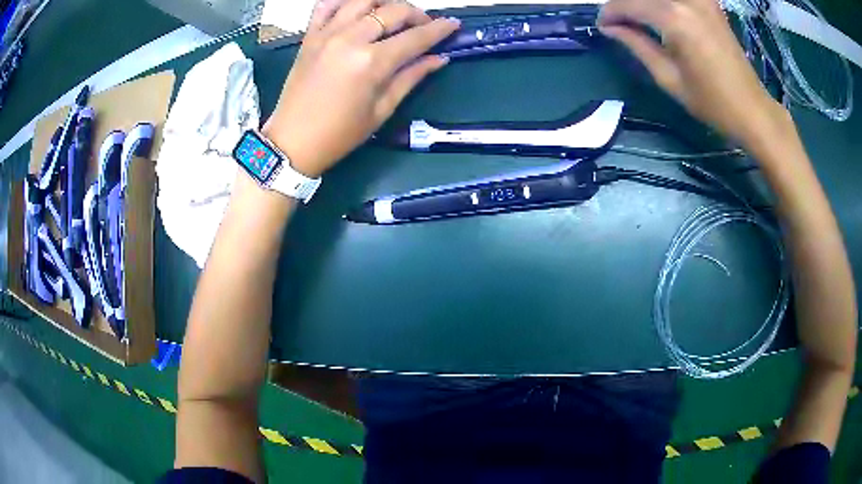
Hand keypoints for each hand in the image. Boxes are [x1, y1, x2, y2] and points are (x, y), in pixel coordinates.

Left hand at [262, 0, 459, 177]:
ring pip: (363, 0)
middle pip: (393, 10)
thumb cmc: (340, 134)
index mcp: (372, 62)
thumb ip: (411, 77)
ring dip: (385, 3)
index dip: (439, 29)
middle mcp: (350, 38)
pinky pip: (327, 5)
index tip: (453, 24)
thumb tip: (438, 58)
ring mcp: (327, 33)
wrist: (292, 141)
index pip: (415, 37)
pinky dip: (346, 2)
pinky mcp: (309, 36)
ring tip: (393, 16)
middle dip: (416, 14)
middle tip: (423, 26)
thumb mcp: (381, 110)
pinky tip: (358, 9)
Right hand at [597, 0, 789, 146]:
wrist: (751, 108)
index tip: (603, 26)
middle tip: (618, 23)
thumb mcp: (668, 78)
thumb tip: (610, 28)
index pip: (627, 3)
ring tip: (638, 20)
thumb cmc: (711, 102)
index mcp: (673, 18)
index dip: (610, 13)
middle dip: (624, 5)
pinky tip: (661, 15)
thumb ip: (637, 45)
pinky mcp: (709, 2)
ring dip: (644, 4)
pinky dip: (664, 5)